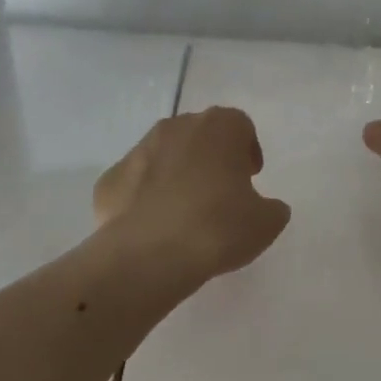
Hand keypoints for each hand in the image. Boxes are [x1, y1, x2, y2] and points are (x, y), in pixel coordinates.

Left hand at [94, 107, 292, 280]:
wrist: (148, 254)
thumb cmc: (217, 227)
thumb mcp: (265, 223)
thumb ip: (271, 207)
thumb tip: (265, 207)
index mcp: (219, 127)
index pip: (240, 126)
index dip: (247, 150)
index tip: (249, 178)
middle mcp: (177, 126)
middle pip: (200, 134)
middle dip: (210, 158)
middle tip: (219, 193)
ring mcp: (139, 149)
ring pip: (164, 154)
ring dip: (176, 174)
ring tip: (184, 213)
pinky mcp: (109, 178)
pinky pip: (135, 182)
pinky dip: (144, 197)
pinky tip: (153, 227)